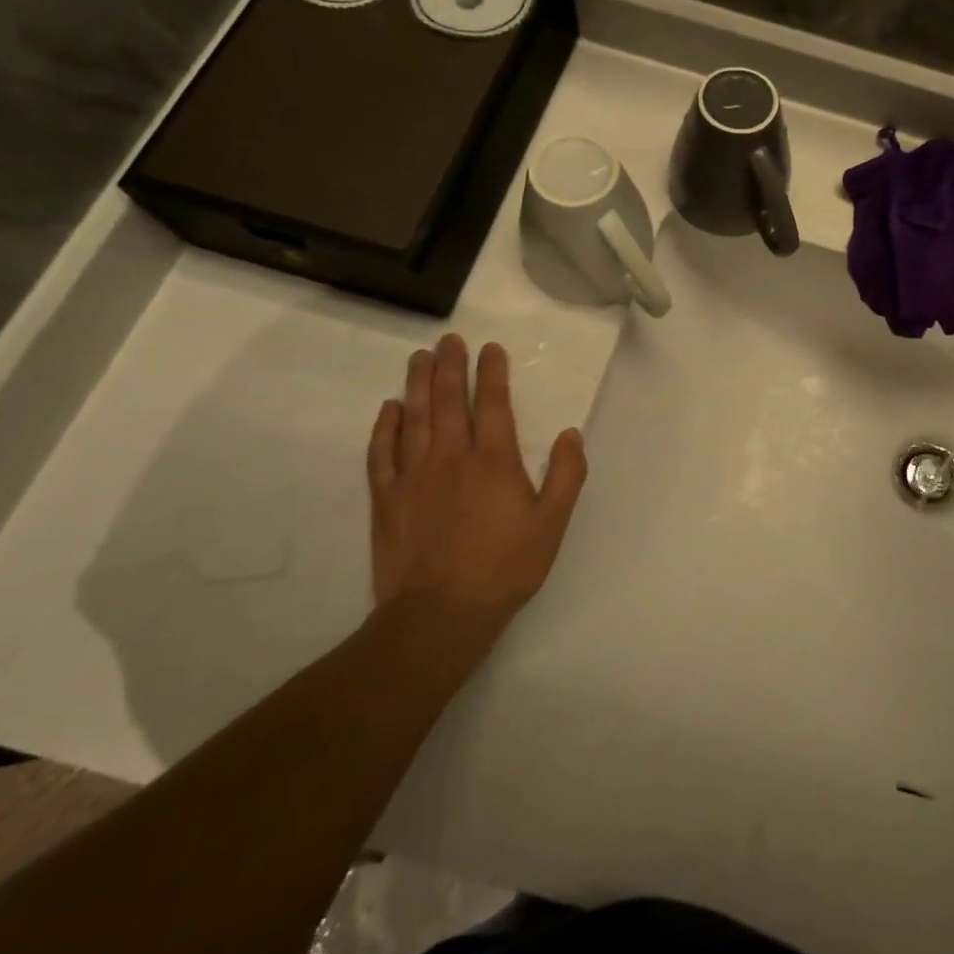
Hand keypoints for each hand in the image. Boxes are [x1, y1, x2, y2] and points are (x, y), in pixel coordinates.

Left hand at [367, 335, 586, 640]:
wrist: (440, 614)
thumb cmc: (504, 567)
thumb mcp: (552, 523)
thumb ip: (567, 474)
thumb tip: (571, 433)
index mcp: (494, 459)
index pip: (492, 403)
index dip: (491, 372)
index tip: (489, 347)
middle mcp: (451, 456)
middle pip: (447, 399)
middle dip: (449, 365)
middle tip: (448, 339)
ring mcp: (413, 475)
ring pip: (413, 417)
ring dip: (416, 384)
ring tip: (418, 358)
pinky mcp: (386, 497)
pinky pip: (381, 452)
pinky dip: (384, 426)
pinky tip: (388, 409)